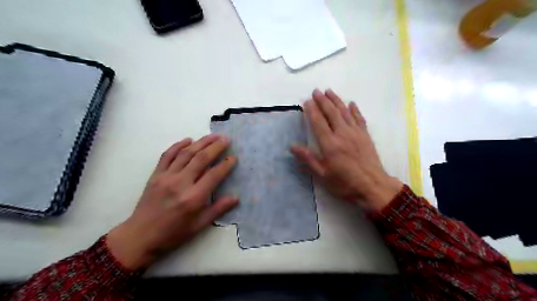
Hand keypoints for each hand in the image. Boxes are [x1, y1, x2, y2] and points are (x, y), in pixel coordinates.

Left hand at [106, 135, 237, 269]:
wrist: (140, 236)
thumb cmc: (173, 233)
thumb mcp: (199, 226)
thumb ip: (218, 209)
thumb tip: (236, 198)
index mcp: (193, 198)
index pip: (214, 175)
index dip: (226, 165)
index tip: (233, 158)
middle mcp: (180, 183)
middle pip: (201, 159)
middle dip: (215, 147)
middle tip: (226, 139)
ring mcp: (166, 177)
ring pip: (186, 154)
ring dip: (201, 142)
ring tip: (212, 136)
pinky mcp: (155, 175)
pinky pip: (167, 155)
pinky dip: (178, 145)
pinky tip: (188, 139)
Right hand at [289, 89, 402, 211]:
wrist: (373, 186)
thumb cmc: (345, 183)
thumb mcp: (322, 174)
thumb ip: (308, 159)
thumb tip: (292, 146)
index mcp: (330, 144)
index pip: (318, 122)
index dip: (312, 111)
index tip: (307, 101)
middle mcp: (342, 134)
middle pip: (331, 113)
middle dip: (323, 101)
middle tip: (316, 91)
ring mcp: (356, 133)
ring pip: (344, 112)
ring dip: (336, 100)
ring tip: (329, 91)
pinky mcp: (365, 135)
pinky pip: (359, 118)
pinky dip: (354, 110)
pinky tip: (351, 103)